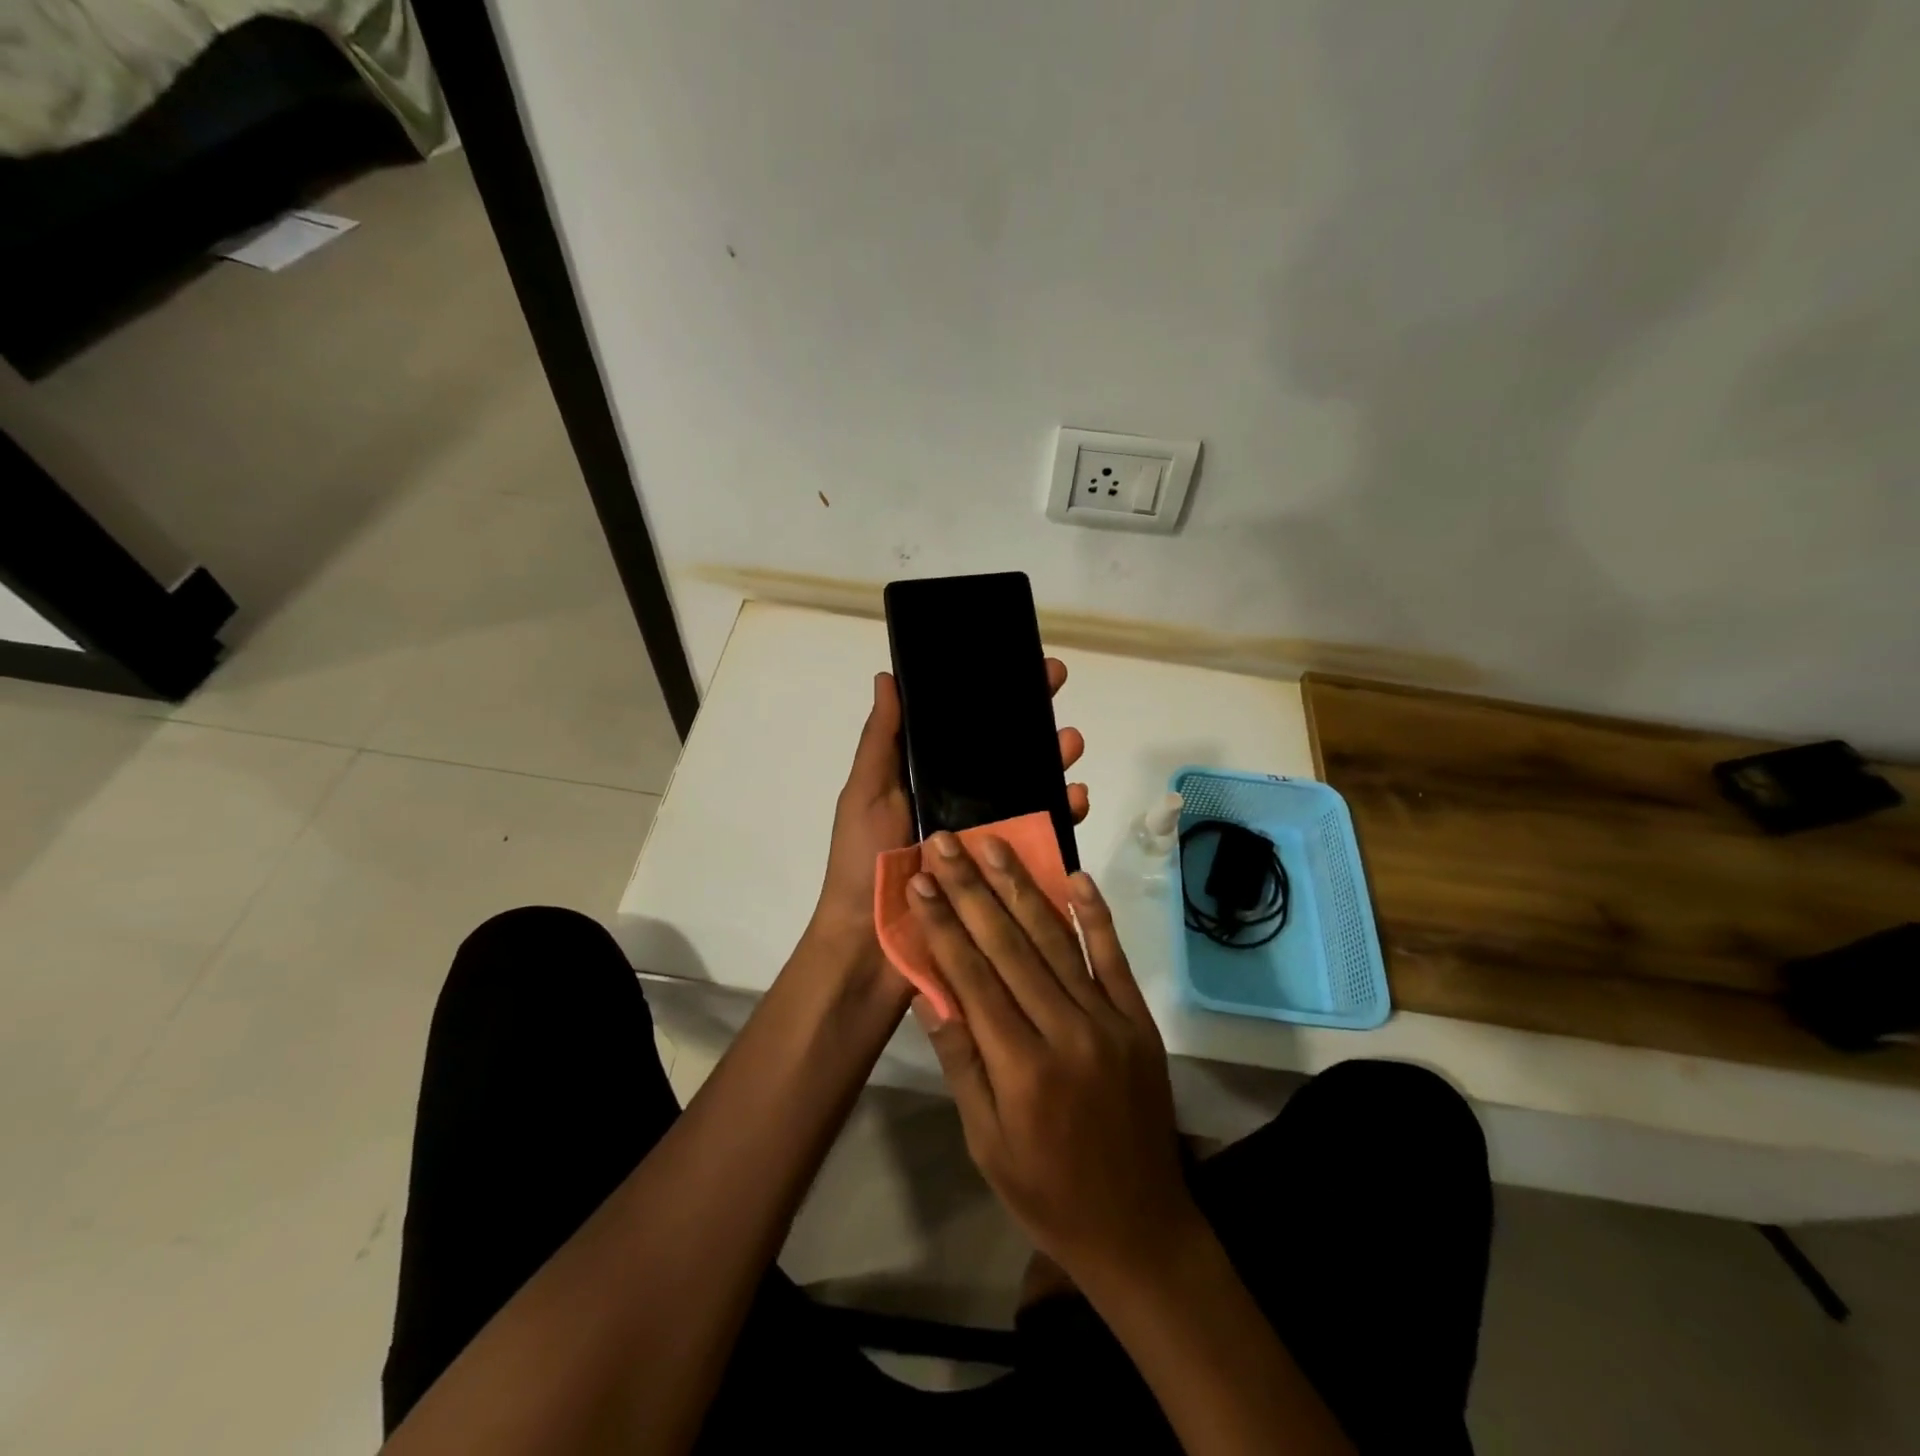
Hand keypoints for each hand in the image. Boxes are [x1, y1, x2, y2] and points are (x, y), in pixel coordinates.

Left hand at [804, 664, 1088, 971]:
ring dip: (1054, 763)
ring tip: (1070, 743)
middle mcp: (961, 804)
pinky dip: (1063, 816)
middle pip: (1006, 757)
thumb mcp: (866, 793)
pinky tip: (1077, 799)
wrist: (870, 946)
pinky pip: (1042, 838)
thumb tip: (887, 677)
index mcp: (927, 781)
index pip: (966, 730)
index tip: (1019, 667)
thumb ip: (881, 740)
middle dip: (1033, 723)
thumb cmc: (864, 861)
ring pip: (1031, 791)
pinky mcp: (1004, 871)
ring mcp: (986, 837)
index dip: (992, 698)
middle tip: (1056, 693)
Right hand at [906, 836, 1199, 1287]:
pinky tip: (1076, 878)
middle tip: (948, 842)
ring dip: (1022, 887)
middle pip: (1010, 945)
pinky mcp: (1138, 1020)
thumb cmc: (1047, 1193)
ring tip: (995, 844)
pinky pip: (1113, 958)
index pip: (973, 977)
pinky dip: (1094, 916)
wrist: (1140, 1228)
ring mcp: (1109, 1020)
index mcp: (1021, 1068)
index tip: (921, 880)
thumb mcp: (986, 1142)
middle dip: (972, 888)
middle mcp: (1066, 1031)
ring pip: (1057, 940)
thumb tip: (928, 992)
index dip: (944, 923)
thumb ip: (961, 1061)